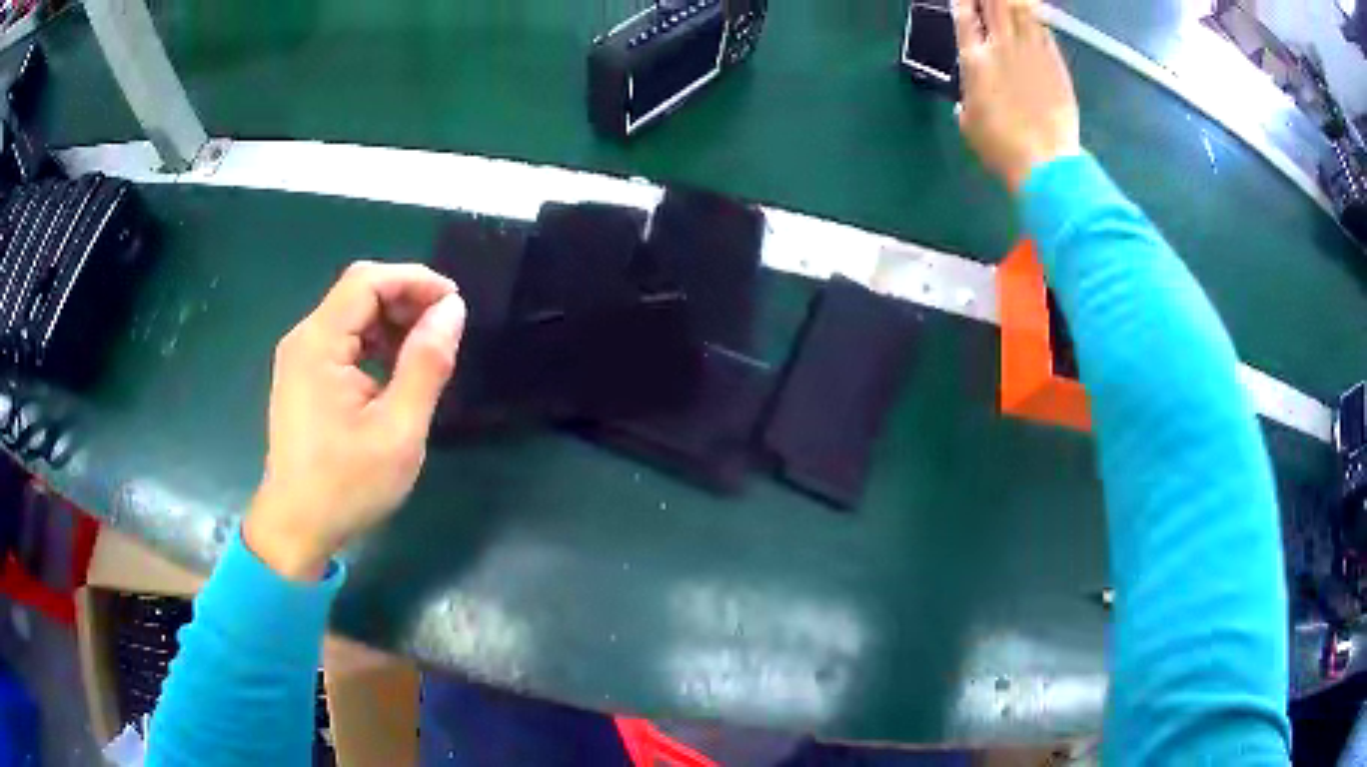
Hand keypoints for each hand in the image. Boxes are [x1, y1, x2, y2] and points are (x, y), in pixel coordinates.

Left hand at [244, 262, 466, 580]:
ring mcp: (300, 359)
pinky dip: (374, 344)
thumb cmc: (347, 485)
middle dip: (405, 300)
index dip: (415, 280)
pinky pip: (342, 341)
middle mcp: (304, 339)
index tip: (455, 304)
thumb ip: (426, 364)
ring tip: (426, 352)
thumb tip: (451, 311)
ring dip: (392, 323)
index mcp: (319, 343)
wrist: (296, 527)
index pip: (367, 281)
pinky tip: (395, 372)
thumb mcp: (398, 430)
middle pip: (358, 293)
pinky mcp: (303, 378)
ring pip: (351, 316)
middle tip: (445, 330)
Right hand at [954, 0, 1080, 191]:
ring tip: (1011, 0)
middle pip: (994, 5)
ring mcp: (1032, 53)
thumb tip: (970, 97)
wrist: (1045, 163)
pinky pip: (1044, 30)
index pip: (963, 17)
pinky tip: (1034, 13)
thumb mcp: (969, 122)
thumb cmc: (1000, 148)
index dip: (962, 1)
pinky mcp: (1056, 64)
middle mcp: (1002, 47)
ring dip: (1013, 2)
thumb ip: (967, 98)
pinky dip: (1036, 18)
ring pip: (1021, 11)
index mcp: (974, 60)